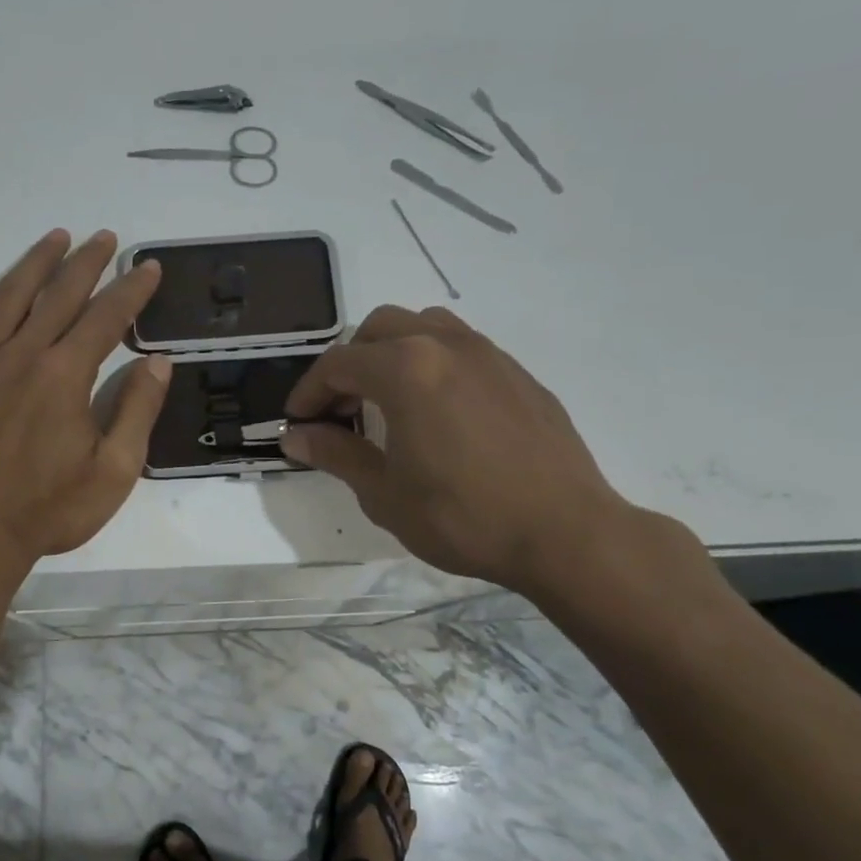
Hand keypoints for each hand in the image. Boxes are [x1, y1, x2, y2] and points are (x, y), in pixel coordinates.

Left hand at [0, 229, 169, 570]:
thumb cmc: (48, 510)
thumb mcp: (113, 472)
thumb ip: (137, 412)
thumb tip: (158, 363)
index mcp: (65, 375)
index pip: (106, 317)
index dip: (131, 289)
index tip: (148, 267)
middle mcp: (21, 355)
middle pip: (58, 295)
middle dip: (86, 262)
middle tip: (104, 238)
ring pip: (6, 298)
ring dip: (33, 264)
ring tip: (54, 238)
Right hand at [281, 305, 629, 592]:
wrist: (565, 533)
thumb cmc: (463, 516)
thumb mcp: (384, 492)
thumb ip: (336, 454)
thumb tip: (295, 437)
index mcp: (406, 369)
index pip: (338, 364)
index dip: (308, 392)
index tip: (297, 422)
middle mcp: (445, 345)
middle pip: (378, 329)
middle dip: (349, 364)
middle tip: (341, 411)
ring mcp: (488, 354)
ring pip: (424, 327)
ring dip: (392, 353)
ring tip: (387, 400)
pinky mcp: (518, 373)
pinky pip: (462, 348)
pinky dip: (432, 364)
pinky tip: (438, 412)